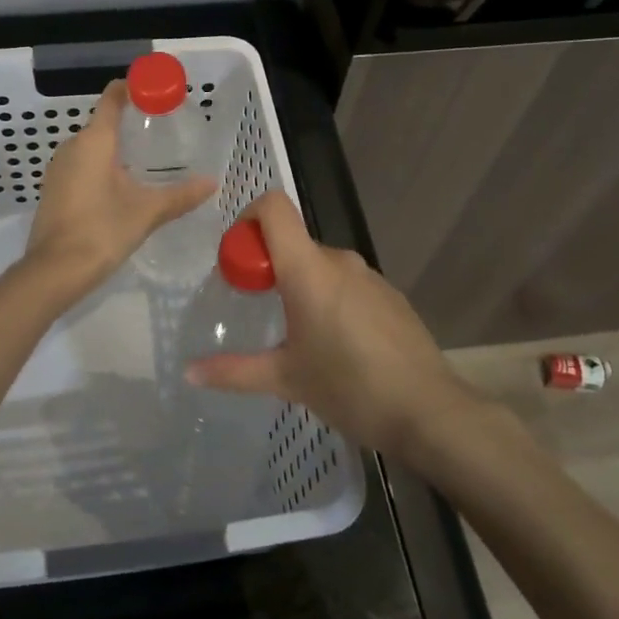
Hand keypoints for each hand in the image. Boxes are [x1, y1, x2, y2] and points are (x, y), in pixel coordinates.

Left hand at [23, 80, 216, 301]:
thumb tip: (213, 182)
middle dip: (130, 124)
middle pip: (102, 123)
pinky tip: (120, 187)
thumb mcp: (147, 212)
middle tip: (161, 133)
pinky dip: (101, 168)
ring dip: (115, 149)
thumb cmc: (102, 230)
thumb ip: (181, 195)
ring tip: (146, 161)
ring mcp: (58, 168)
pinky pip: (81, 166)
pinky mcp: (53, 190)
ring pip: (90, 147)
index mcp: (94, 140)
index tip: (155, 92)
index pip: (112, 98)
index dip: (132, 89)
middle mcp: (72, 146)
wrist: (55, 271)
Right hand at [184, 190, 474, 458]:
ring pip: (321, 265)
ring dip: (300, 286)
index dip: (248, 219)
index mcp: (308, 269)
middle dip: (268, 267)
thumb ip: (234, 371)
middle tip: (256, 311)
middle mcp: (339, 261)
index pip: (274, 208)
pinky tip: (336, 345)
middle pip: (293, 241)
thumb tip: (190, 372)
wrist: (428, 411)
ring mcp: (370, 276)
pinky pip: (347, 283)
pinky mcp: (390, 296)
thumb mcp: (285, 379)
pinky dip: (330, 299)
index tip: (237, 260)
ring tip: (296, 335)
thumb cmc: (349, 388)